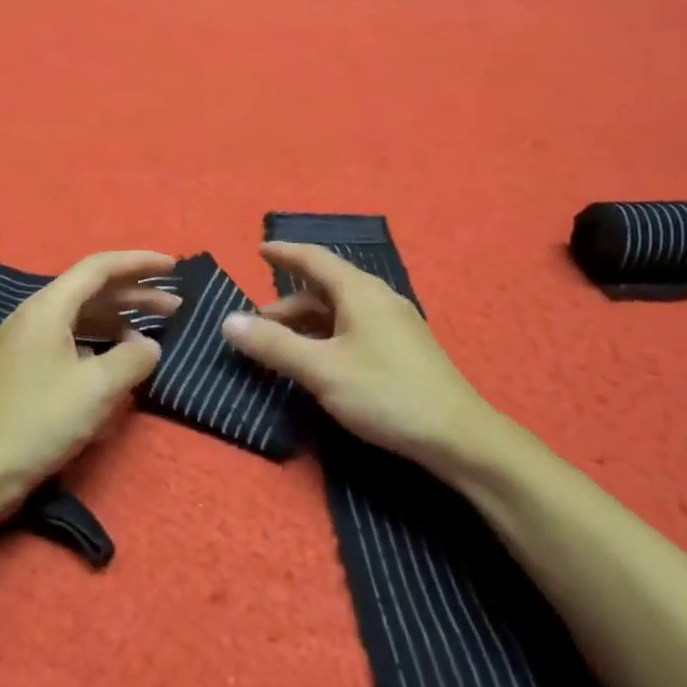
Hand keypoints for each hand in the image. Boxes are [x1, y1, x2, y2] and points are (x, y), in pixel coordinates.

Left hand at [0, 251, 179, 508]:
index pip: (99, 267)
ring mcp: (27, 343)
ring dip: (120, 320)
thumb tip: (149, 346)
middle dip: (135, 294)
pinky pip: (71, 340)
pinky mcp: (26, 369)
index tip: (174, 266)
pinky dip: (101, 343)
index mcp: (47, 308)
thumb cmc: (39, 421)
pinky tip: (119, 360)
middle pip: (92, 290)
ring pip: (82, 317)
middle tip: (175, 307)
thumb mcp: (97, 388)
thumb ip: (133, 358)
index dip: (139, 262)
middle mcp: (35, 315)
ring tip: (154, 334)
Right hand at [220, 242, 507, 474]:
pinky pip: (353, 328)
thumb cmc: (386, 394)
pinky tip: (317, 361)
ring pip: (339, 311)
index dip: (285, 253)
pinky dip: (326, 336)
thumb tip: (228, 321)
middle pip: (325, 288)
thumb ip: (274, 345)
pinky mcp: (402, 349)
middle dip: (287, 302)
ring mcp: (394, 324)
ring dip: (306, 323)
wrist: (458, 437)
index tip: (259, 250)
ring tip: (280, 346)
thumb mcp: (321, 370)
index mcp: (360, 292)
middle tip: (256, 324)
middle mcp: (378, 299)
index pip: (315, 259)